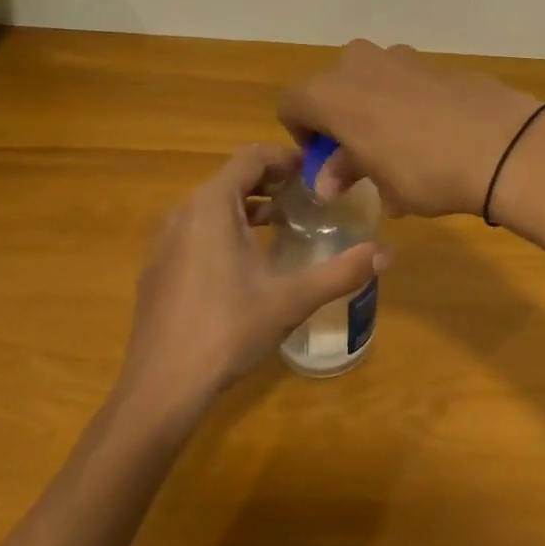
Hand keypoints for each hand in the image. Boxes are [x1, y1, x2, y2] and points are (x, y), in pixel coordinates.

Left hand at [111, 143, 387, 420]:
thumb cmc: (228, 330)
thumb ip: (342, 271)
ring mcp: (164, 242)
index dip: (287, 158)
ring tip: (282, 226)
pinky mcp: (157, 270)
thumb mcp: (293, 298)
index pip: (253, 156)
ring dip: (249, 206)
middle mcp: (184, 212)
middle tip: (307, 199)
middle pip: (233, 177)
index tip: (316, 176)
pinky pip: (196, 231)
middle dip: (272, 182)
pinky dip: (224, 230)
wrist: (160, 389)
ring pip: (212, 205)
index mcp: (213, 205)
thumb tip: (387, 253)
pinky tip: (245, 266)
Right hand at [277, 41, 544, 217]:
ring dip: (375, 106)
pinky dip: (410, 100)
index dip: (302, 132)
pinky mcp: (439, 62)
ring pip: (373, 78)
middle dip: (340, 116)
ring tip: (401, 146)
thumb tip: (329, 179)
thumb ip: (349, 171)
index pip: (291, 103)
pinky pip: (409, 80)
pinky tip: (435, 132)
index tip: (325, 160)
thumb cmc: (424, 170)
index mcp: (331, 92)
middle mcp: (360, 64)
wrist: (502, 145)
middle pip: (333, 86)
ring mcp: (403, 57)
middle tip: (360, 153)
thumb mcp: (381, 183)